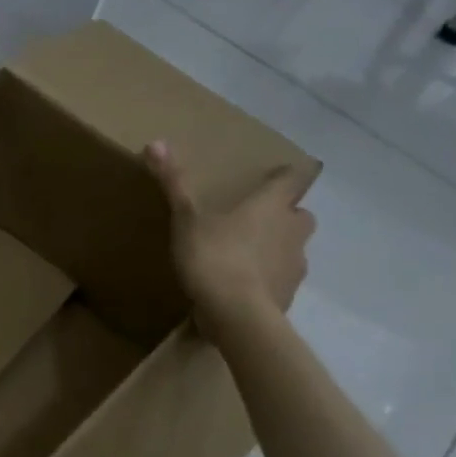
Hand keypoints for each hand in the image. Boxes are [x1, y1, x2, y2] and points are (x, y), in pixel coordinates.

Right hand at [145, 140, 314, 334]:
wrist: (238, 314)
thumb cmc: (214, 256)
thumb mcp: (186, 218)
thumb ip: (174, 183)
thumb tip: (155, 142)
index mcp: (271, 206)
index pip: (291, 180)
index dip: (285, 176)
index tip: (276, 176)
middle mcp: (291, 230)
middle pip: (300, 215)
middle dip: (285, 214)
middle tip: (257, 218)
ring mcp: (295, 265)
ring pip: (293, 248)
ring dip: (277, 247)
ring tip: (246, 254)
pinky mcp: (289, 295)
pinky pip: (282, 279)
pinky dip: (268, 278)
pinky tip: (245, 286)